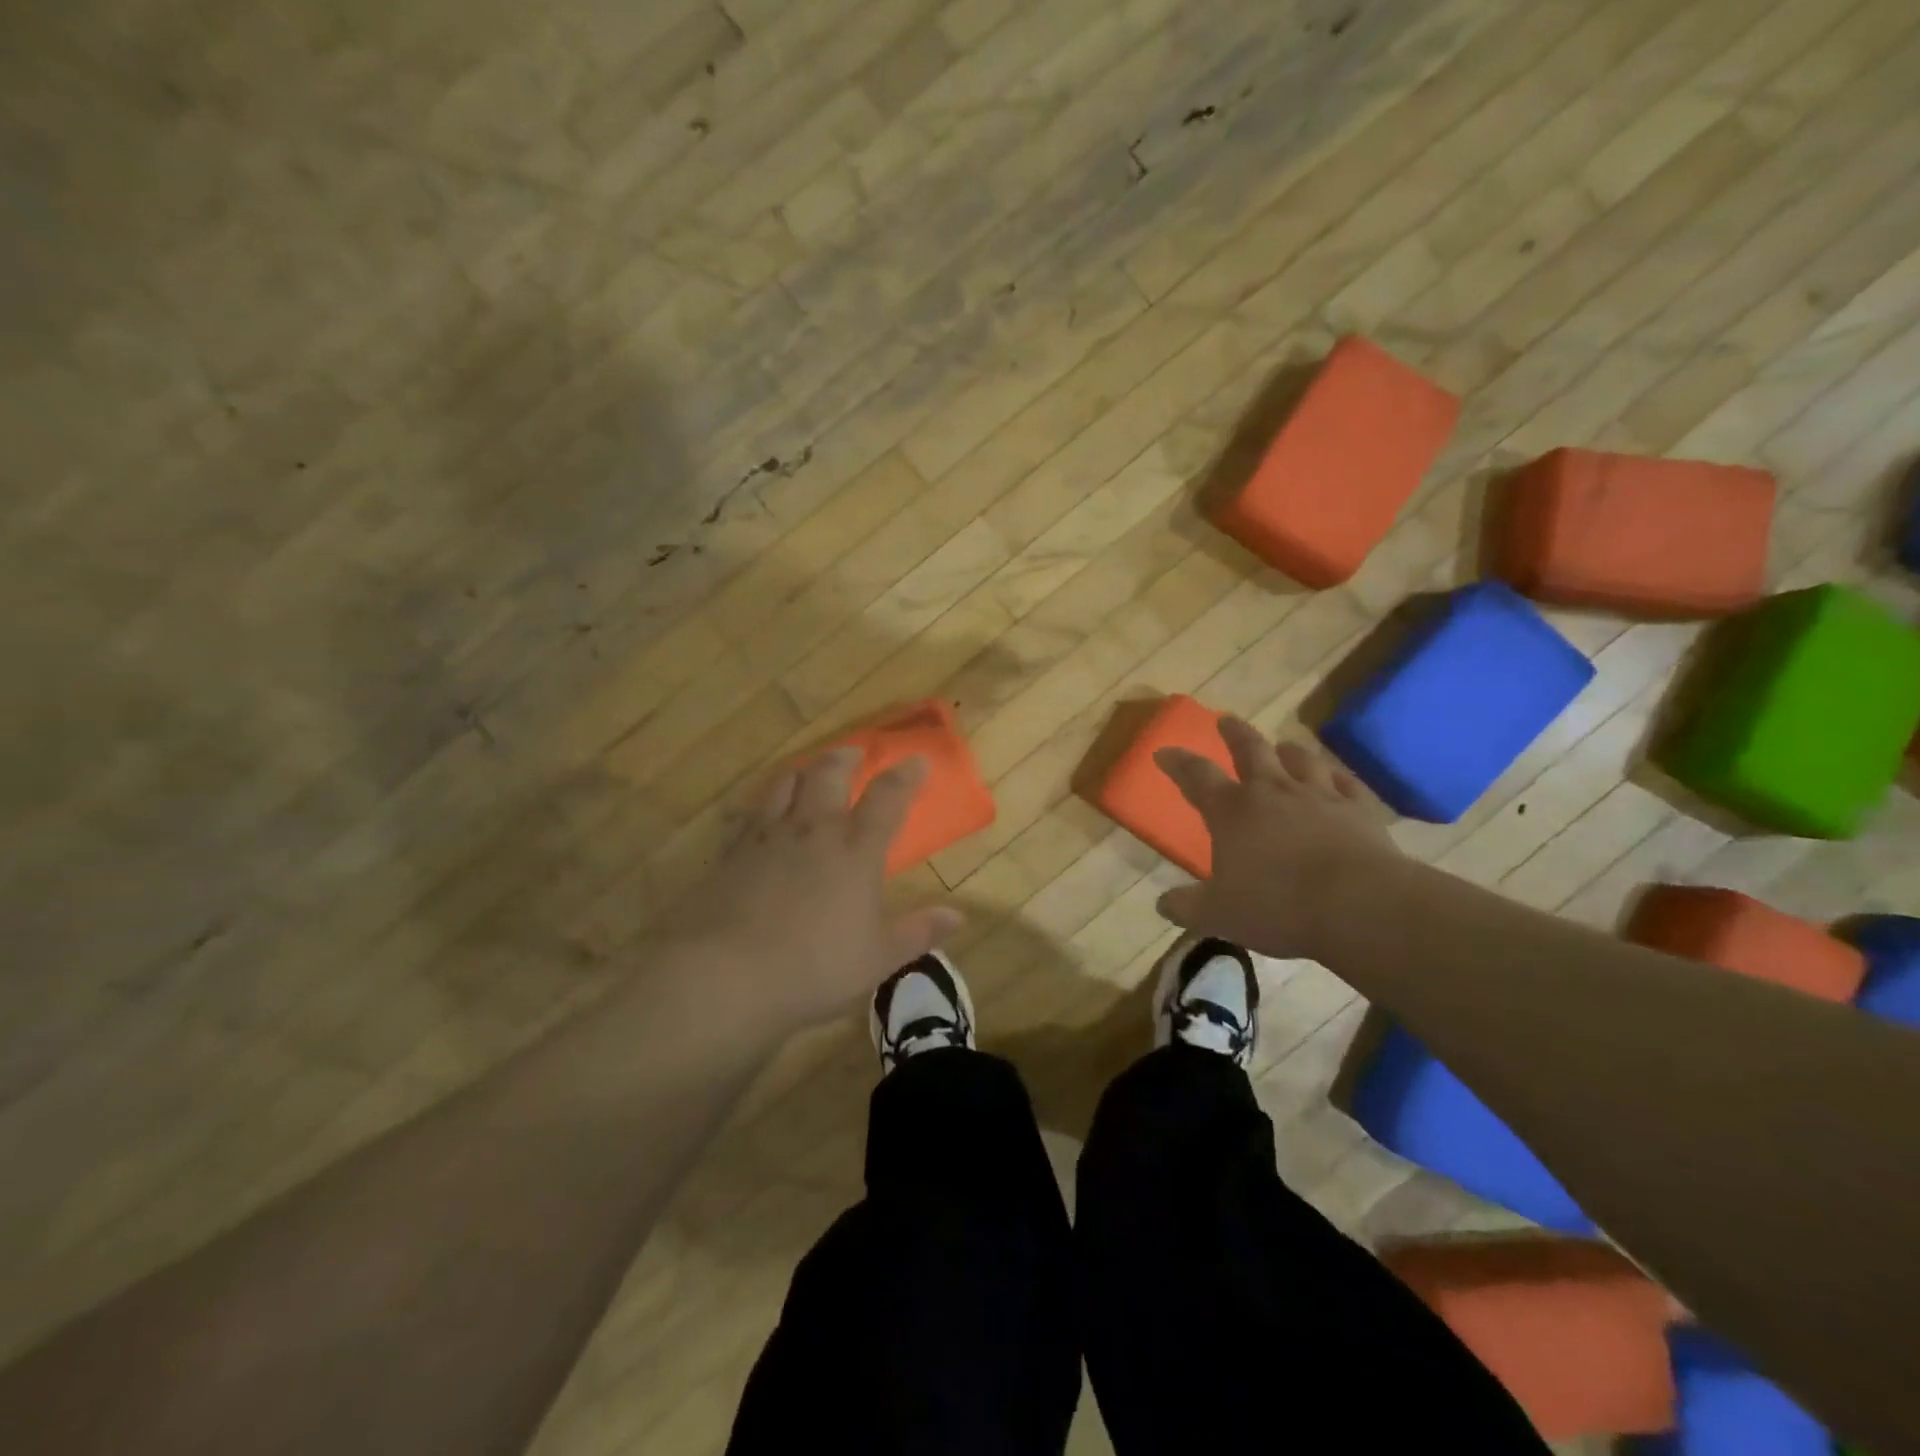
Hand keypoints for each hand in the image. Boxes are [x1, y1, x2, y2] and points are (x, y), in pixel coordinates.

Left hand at [662, 748, 961, 1038]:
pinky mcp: (734, 852)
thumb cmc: (814, 968)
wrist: (728, 975)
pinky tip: (764, 813)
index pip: (887, 799)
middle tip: (855, 754)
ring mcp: (769, 837)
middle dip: (847, 758)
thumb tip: (957, 916)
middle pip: (830, 774)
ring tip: (810, 770)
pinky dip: (766, 802)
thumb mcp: (877, 959)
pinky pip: (752, 811)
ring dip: (804, 770)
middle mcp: (814, 831)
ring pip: (787, 783)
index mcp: (856, 852)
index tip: (917, 761)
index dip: (905, 776)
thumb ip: (917, 932)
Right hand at [1153, 717, 1397, 959]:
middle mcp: (1273, 792)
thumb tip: (1162, 904)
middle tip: (1226, 719)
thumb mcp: (1219, 914)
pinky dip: (1338, 777)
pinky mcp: (1359, 810)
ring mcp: (1320, 796)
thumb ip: (1187, 906)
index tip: (1164, 751)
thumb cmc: (1278, 906)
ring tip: (1285, 745)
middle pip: (1251, 751)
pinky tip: (1337, 777)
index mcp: (1232, 811)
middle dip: (1235, 733)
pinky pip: (1347, 784)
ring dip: (1289, 750)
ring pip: (1302, 760)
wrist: (1359, 906)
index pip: (1197, 776)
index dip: (1178, 762)